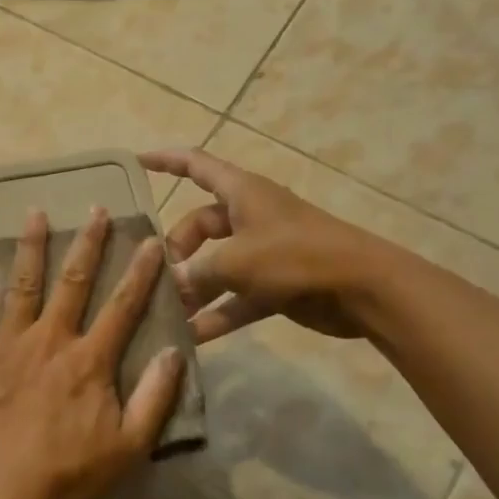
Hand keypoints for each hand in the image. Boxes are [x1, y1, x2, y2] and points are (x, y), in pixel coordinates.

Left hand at [0, 208, 185, 498]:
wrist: (1, 494)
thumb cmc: (69, 474)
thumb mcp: (129, 446)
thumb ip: (155, 398)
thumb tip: (173, 352)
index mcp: (90, 360)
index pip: (122, 305)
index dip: (141, 272)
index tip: (151, 240)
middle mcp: (51, 340)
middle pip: (73, 282)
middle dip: (88, 243)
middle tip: (95, 209)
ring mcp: (9, 345)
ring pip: (23, 285)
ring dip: (31, 247)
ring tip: (35, 213)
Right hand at [140, 148, 384, 341]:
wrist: (363, 289)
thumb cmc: (296, 256)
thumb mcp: (237, 261)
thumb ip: (197, 273)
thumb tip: (168, 284)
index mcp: (241, 193)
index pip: (196, 165)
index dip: (165, 161)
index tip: (135, 162)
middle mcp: (249, 217)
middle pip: (199, 225)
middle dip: (176, 250)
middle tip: (159, 278)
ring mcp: (263, 252)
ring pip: (216, 265)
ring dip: (194, 288)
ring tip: (166, 312)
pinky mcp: (275, 285)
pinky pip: (236, 297)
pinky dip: (218, 313)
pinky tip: (193, 337)